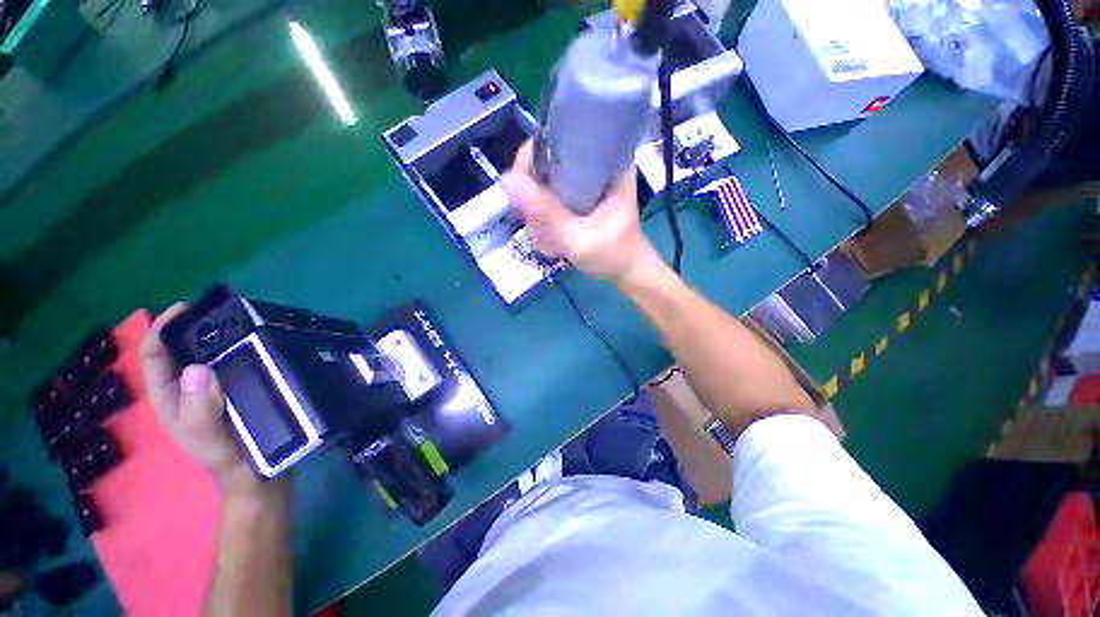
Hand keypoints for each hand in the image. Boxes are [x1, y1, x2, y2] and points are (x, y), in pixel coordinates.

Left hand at [141, 304, 284, 501]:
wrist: (261, 476)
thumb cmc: (233, 459)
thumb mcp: (211, 440)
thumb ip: (200, 410)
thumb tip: (197, 368)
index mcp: (170, 398)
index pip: (154, 355)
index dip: (163, 328)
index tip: (187, 308)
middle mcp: (186, 389)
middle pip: (180, 350)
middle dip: (194, 328)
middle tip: (225, 313)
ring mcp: (212, 390)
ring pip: (207, 355)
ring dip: (220, 337)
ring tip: (246, 323)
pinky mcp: (235, 391)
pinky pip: (231, 363)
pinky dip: (240, 350)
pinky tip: (261, 345)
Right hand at [502, 141, 662, 284]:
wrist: (625, 271)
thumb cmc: (612, 256)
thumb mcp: (579, 239)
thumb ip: (548, 215)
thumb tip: (508, 180)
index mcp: (609, 159)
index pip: (561, 135)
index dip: (535, 155)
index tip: (525, 186)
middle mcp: (596, 160)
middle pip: (548, 154)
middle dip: (533, 186)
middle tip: (536, 219)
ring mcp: (585, 177)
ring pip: (545, 175)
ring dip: (535, 202)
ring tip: (544, 231)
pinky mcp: (578, 192)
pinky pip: (548, 190)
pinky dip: (541, 209)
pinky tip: (547, 231)